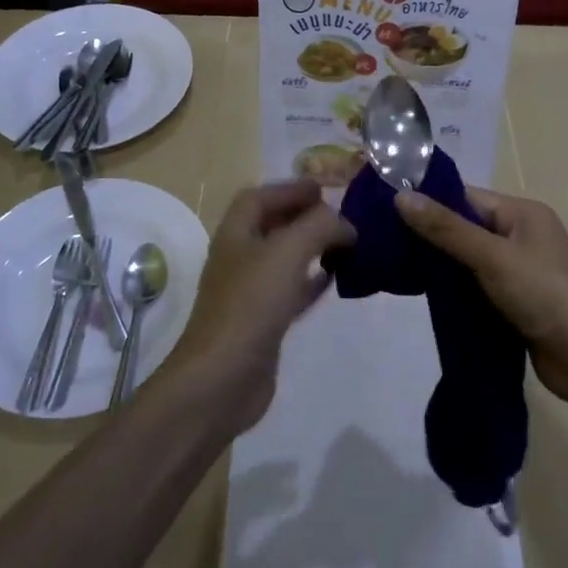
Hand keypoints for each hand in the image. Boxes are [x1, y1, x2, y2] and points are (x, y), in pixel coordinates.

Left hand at [171, 180, 354, 432]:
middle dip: (304, 216)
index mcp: (235, 234)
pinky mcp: (263, 323)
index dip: (289, 188)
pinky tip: (336, 279)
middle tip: (340, 215)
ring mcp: (249, 293)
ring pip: (284, 259)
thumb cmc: (251, 304)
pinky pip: (291, 291)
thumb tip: (345, 224)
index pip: (258, 197)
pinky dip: (312, 280)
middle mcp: (239, 258)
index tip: (324, 188)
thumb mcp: (288, 252)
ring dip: (311, 247)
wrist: (222, 379)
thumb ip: (320, 227)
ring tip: (345, 243)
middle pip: (271, 226)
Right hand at [396, 187, 567, 410]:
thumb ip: (446, 229)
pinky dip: (453, 292)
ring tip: (393, 268)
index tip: (384, 209)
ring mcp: (518, 272)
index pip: (465, 197)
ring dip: (439, 267)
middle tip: (382, 242)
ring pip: (467, 261)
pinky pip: (475, 288)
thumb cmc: (545, 294)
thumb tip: (400, 197)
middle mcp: (520, 237)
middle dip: (428, 236)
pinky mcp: (514, 304)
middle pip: (464, 228)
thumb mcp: (492, 256)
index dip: (428, 201)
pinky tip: (422, 297)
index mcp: (521, 213)